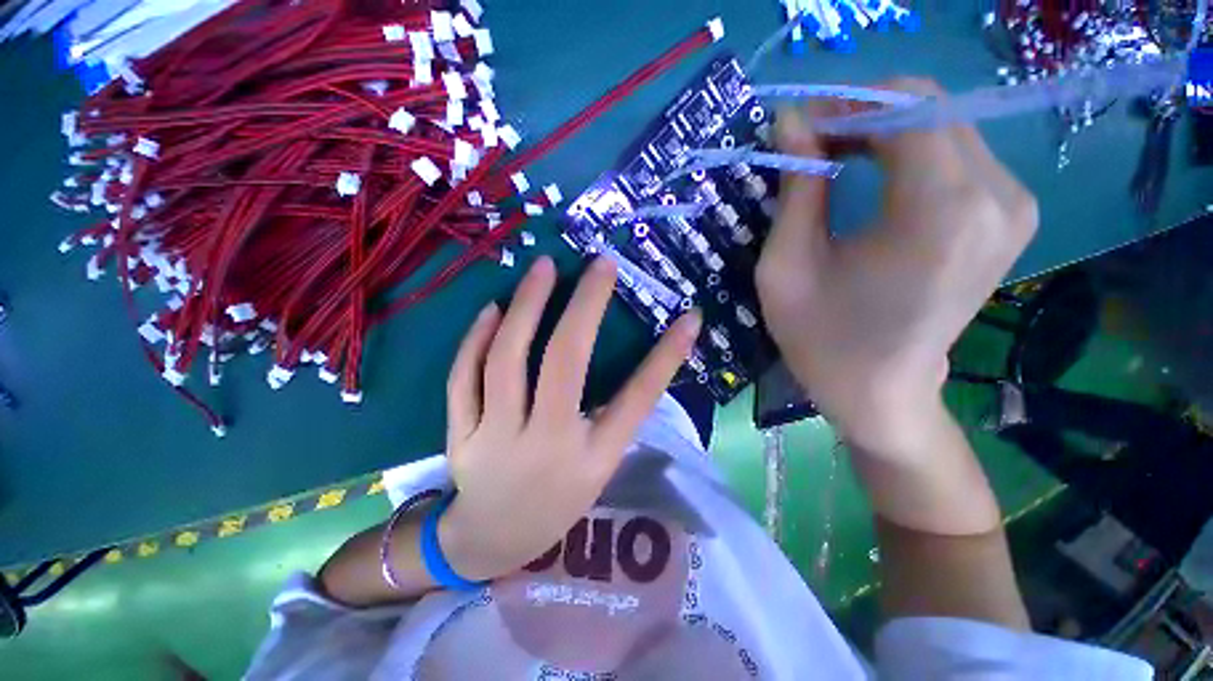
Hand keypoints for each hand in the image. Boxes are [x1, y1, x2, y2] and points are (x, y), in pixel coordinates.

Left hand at [438, 255, 701, 580]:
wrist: (493, 542)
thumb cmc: (558, 502)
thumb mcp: (600, 466)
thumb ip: (616, 416)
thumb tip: (647, 361)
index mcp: (592, 459)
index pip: (638, 399)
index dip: (667, 356)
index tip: (689, 316)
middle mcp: (547, 445)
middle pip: (564, 363)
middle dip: (584, 306)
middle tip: (599, 264)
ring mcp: (496, 440)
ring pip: (506, 360)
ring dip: (526, 307)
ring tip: (542, 268)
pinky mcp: (460, 436)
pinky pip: (462, 379)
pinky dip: (475, 339)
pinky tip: (491, 310)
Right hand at [756, 80, 1037, 456]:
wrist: (881, 392)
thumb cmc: (821, 340)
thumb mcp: (786, 266)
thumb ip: (796, 187)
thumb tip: (792, 121)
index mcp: (941, 211)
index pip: (905, 108)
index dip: (844, 107)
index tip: (798, 130)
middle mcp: (996, 196)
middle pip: (928, 108)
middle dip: (860, 115)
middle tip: (809, 145)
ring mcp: (1013, 205)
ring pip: (942, 124)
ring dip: (881, 132)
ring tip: (833, 160)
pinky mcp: (1008, 215)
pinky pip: (956, 153)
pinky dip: (908, 151)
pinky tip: (872, 176)